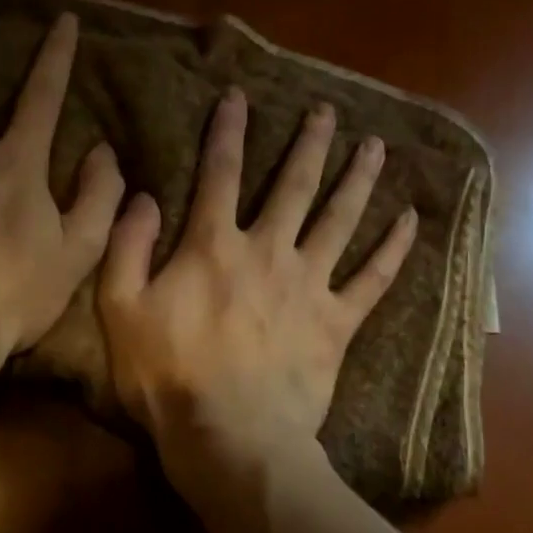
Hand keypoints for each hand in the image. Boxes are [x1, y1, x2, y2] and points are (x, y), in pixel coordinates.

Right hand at [97, 88, 416, 497]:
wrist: (229, 436)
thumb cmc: (168, 376)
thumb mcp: (121, 310)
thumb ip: (128, 247)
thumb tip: (143, 195)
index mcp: (213, 247)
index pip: (218, 174)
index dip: (227, 131)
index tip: (238, 96)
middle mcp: (268, 252)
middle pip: (294, 186)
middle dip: (310, 144)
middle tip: (328, 112)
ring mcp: (309, 285)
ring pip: (340, 220)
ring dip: (359, 180)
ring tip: (376, 147)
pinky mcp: (337, 323)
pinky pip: (373, 280)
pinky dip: (394, 250)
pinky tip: (411, 221)